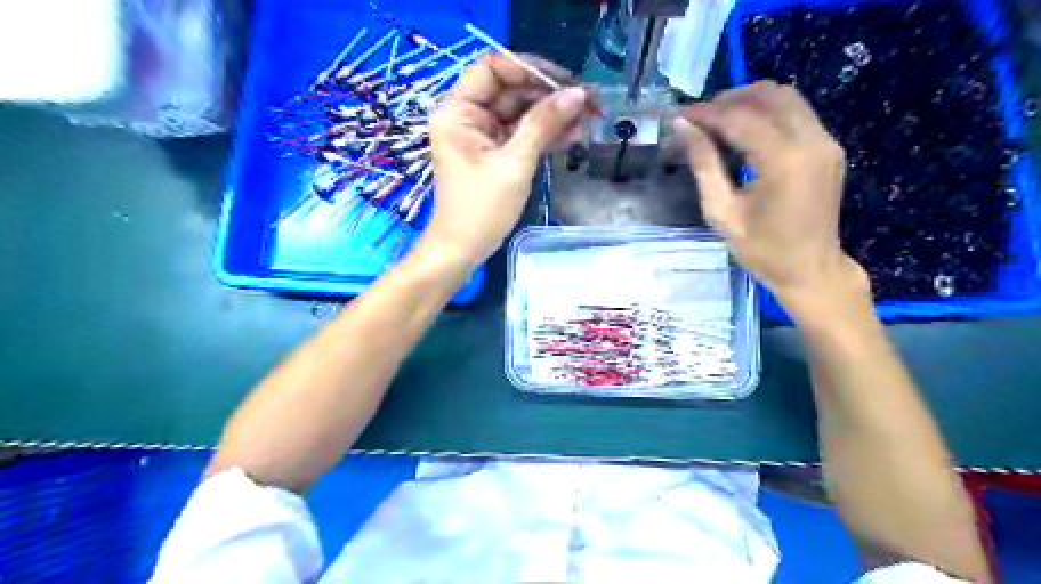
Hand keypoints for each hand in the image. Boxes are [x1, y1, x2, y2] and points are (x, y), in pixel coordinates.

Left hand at [422, 54, 583, 264]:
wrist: (462, 250)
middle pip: (512, 90)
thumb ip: (543, 125)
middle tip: (589, 102)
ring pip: (521, 112)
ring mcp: (482, 135)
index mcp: (458, 111)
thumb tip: (577, 94)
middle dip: (550, 95)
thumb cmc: (481, 210)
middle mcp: (467, 116)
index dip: (530, 69)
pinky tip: (573, 136)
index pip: (493, 69)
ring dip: (553, 116)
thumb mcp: (515, 164)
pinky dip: (545, 135)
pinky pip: (522, 134)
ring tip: (589, 120)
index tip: (566, 81)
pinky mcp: (494, 153)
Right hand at [671, 83, 866, 307]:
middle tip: (698, 119)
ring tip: (717, 122)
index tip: (677, 115)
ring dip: (748, 102)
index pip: (740, 117)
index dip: (705, 112)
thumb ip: (703, 164)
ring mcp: (825, 141)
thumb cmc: (761, 250)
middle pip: (768, 95)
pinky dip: (767, 113)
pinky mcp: (828, 147)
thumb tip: (682, 127)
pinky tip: (744, 132)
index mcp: (784, 160)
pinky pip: (796, 113)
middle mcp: (811, 140)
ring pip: (785, 97)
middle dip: (728, 100)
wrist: (810, 269)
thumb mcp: (722, 212)